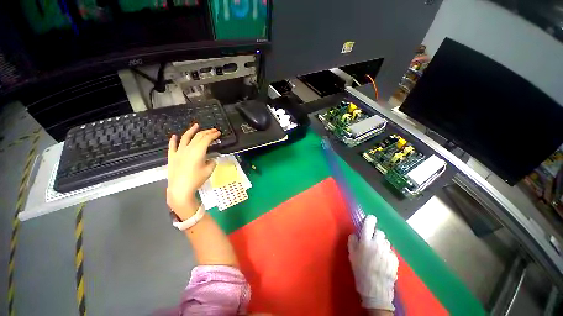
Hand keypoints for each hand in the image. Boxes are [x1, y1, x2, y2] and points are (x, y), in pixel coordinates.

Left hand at [167, 124, 220, 219]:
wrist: (180, 189)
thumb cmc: (196, 179)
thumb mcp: (209, 170)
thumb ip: (212, 162)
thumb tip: (211, 159)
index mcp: (198, 151)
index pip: (207, 139)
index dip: (213, 135)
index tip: (218, 133)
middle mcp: (188, 148)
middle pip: (198, 136)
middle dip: (207, 132)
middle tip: (213, 130)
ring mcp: (179, 152)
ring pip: (185, 138)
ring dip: (191, 131)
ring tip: (196, 125)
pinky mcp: (172, 157)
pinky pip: (172, 146)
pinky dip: (173, 140)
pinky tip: (174, 136)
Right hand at [348, 215, 398, 311]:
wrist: (375, 290)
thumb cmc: (360, 271)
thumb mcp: (352, 255)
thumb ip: (352, 241)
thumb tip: (355, 234)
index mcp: (366, 241)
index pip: (369, 224)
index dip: (370, 219)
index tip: (370, 218)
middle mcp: (378, 244)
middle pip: (380, 232)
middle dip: (376, 234)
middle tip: (372, 241)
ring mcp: (388, 252)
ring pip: (386, 241)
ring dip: (382, 243)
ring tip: (378, 252)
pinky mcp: (395, 259)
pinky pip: (391, 251)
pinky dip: (387, 252)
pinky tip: (384, 260)